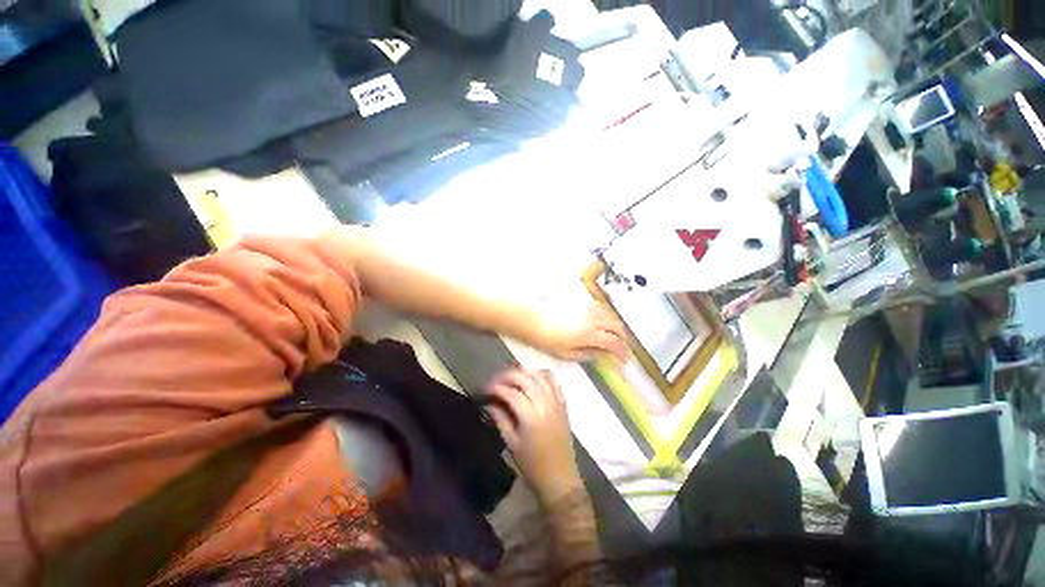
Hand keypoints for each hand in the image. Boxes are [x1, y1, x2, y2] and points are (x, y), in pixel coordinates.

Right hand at [483, 368, 582, 506]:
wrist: (560, 478)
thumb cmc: (532, 465)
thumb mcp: (512, 443)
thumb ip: (500, 419)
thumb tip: (489, 402)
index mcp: (531, 416)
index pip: (511, 393)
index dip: (496, 388)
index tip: (485, 389)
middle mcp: (545, 403)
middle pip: (525, 378)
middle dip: (507, 376)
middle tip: (496, 382)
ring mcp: (556, 401)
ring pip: (539, 375)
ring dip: (524, 373)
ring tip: (511, 379)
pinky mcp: (563, 403)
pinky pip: (553, 380)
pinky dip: (541, 374)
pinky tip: (532, 378)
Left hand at [534, 305, 626, 363]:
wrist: (535, 322)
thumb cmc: (549, 340)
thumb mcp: (569, 354)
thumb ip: (589, 354)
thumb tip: (603, 355)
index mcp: (590, 334)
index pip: (614, 342)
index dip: (622, 352)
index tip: (622, 360)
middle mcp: (592, 320)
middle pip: (617, 327)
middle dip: (623, 339)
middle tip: (622, 349)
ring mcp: (587, 310)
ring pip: (610, 316)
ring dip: (617, 327)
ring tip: (615, 337)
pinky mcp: (581, 305)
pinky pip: (601, 308)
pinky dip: (607, 316)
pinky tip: (604, 322)